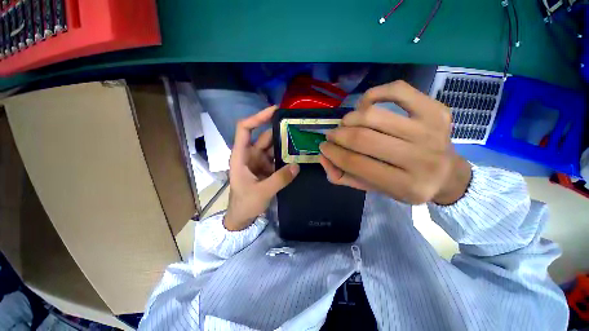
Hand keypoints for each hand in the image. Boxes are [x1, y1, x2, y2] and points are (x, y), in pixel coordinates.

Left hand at [224, 106, 299, 230]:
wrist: (242, 217)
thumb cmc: (244, 204)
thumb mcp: (261, 192)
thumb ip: (279, 179)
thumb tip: (296, 165)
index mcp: (241, 156)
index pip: (245, 129)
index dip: (257, 117)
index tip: (274, 111)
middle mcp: (250, 155)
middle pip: (264, 137)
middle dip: (279, 130)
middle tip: (297, 126)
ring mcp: (259, 161)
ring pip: (273, 147)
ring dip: (285, 143)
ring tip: (301, 139)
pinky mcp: (267, 168)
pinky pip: (277, 158)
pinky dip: (286, 155)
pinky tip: (297, 154)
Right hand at [319, 81, 471, 204]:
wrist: (447, 174)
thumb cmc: (405, 184)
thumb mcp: (373, 189)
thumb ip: (344, 177)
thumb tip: (323, 157)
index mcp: (405, 185)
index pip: (355, 163)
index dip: (333, 153)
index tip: (323, 147)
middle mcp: (421, 159)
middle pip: (363, 138)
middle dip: (338, 135)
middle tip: (331, 135)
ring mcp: (431, 131)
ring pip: (374, 115)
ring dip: (350, 118)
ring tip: (346, 123)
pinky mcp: (435, 110)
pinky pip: (397, 90)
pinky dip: (373, 94)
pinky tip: (365, 105)